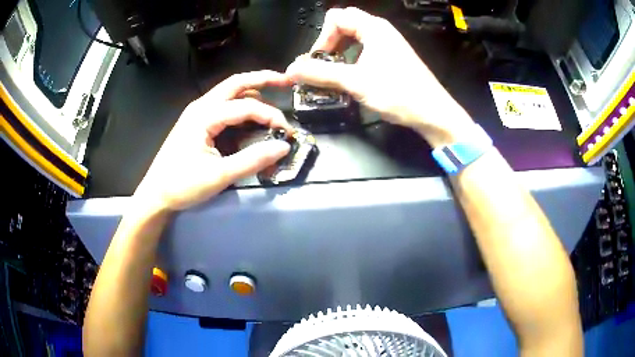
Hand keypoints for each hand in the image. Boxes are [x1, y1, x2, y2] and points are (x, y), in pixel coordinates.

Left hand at [134, 70, 293, 212]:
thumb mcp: (219, 175)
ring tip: (273, 93)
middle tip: (286, 80)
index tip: (287, 132)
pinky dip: (241, 104)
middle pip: (236, 83)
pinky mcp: (196, 122)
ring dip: (252, 90)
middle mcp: (201, 106)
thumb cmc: (182, 185)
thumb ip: (253, 160)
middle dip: (263, 78)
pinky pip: (223, 105)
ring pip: (229, 91)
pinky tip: (251, 114)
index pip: (246, 106)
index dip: (271, 115)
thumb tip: (283, 147)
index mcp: (204, 115)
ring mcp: (197, 112)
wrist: (156, 194)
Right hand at [286, 7, 474, 147]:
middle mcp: (381, 31)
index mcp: (373, 28)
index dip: (322, 37)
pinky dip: (352, 59)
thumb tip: (291, 69)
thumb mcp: (355, 82)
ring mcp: (388, 44)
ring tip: (335, 72)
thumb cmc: (399, 93)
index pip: (336, 18)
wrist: (433, 113)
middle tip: (324, 65)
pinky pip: (365, 49)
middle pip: (345, 25)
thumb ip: (321, 74)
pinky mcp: (392, 57)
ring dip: (340, 52)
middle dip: (329, 43)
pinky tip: (352, 76)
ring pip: (354, 38)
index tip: (319, 61)